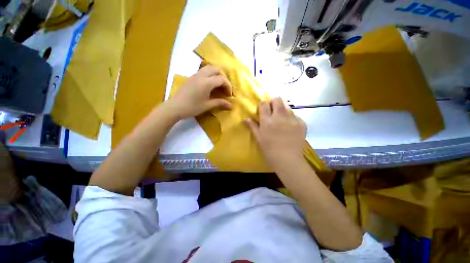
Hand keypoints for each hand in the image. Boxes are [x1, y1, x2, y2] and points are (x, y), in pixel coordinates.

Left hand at [168, 65, 231, 119]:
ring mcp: (195, 75)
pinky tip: (209, 85)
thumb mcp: (207, 105)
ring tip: (218, 85)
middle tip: (224, 87)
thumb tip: (231, 105)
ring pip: (209, 68)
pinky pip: (203, 71)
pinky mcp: (191, 77)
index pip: (222, 79)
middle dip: (223, 77)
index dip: (228, 86)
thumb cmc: (192, 107)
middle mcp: (202, 75)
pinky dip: (209, 75)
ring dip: (216, 74)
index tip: (229, 95)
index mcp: (207, 82)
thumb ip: (220, 103)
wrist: (175, 107)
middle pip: (216, 69)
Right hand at [245, 97, 305, 167]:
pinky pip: (296, 116)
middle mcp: (279, 116)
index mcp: (267, 120)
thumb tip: (245, 119)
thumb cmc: (269, 150)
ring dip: (283, 110)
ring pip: (287, 106)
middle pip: (277, 99)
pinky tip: (290, 127)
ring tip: (282, 119)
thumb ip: (252, 126)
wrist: (287, 160)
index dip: (263, 104)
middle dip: (274, 102)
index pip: (264, 104)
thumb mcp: (258, 138)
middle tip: (273, 110)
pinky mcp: (301, 123)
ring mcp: (292, 119)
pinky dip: (291, 119)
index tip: (263, 109)